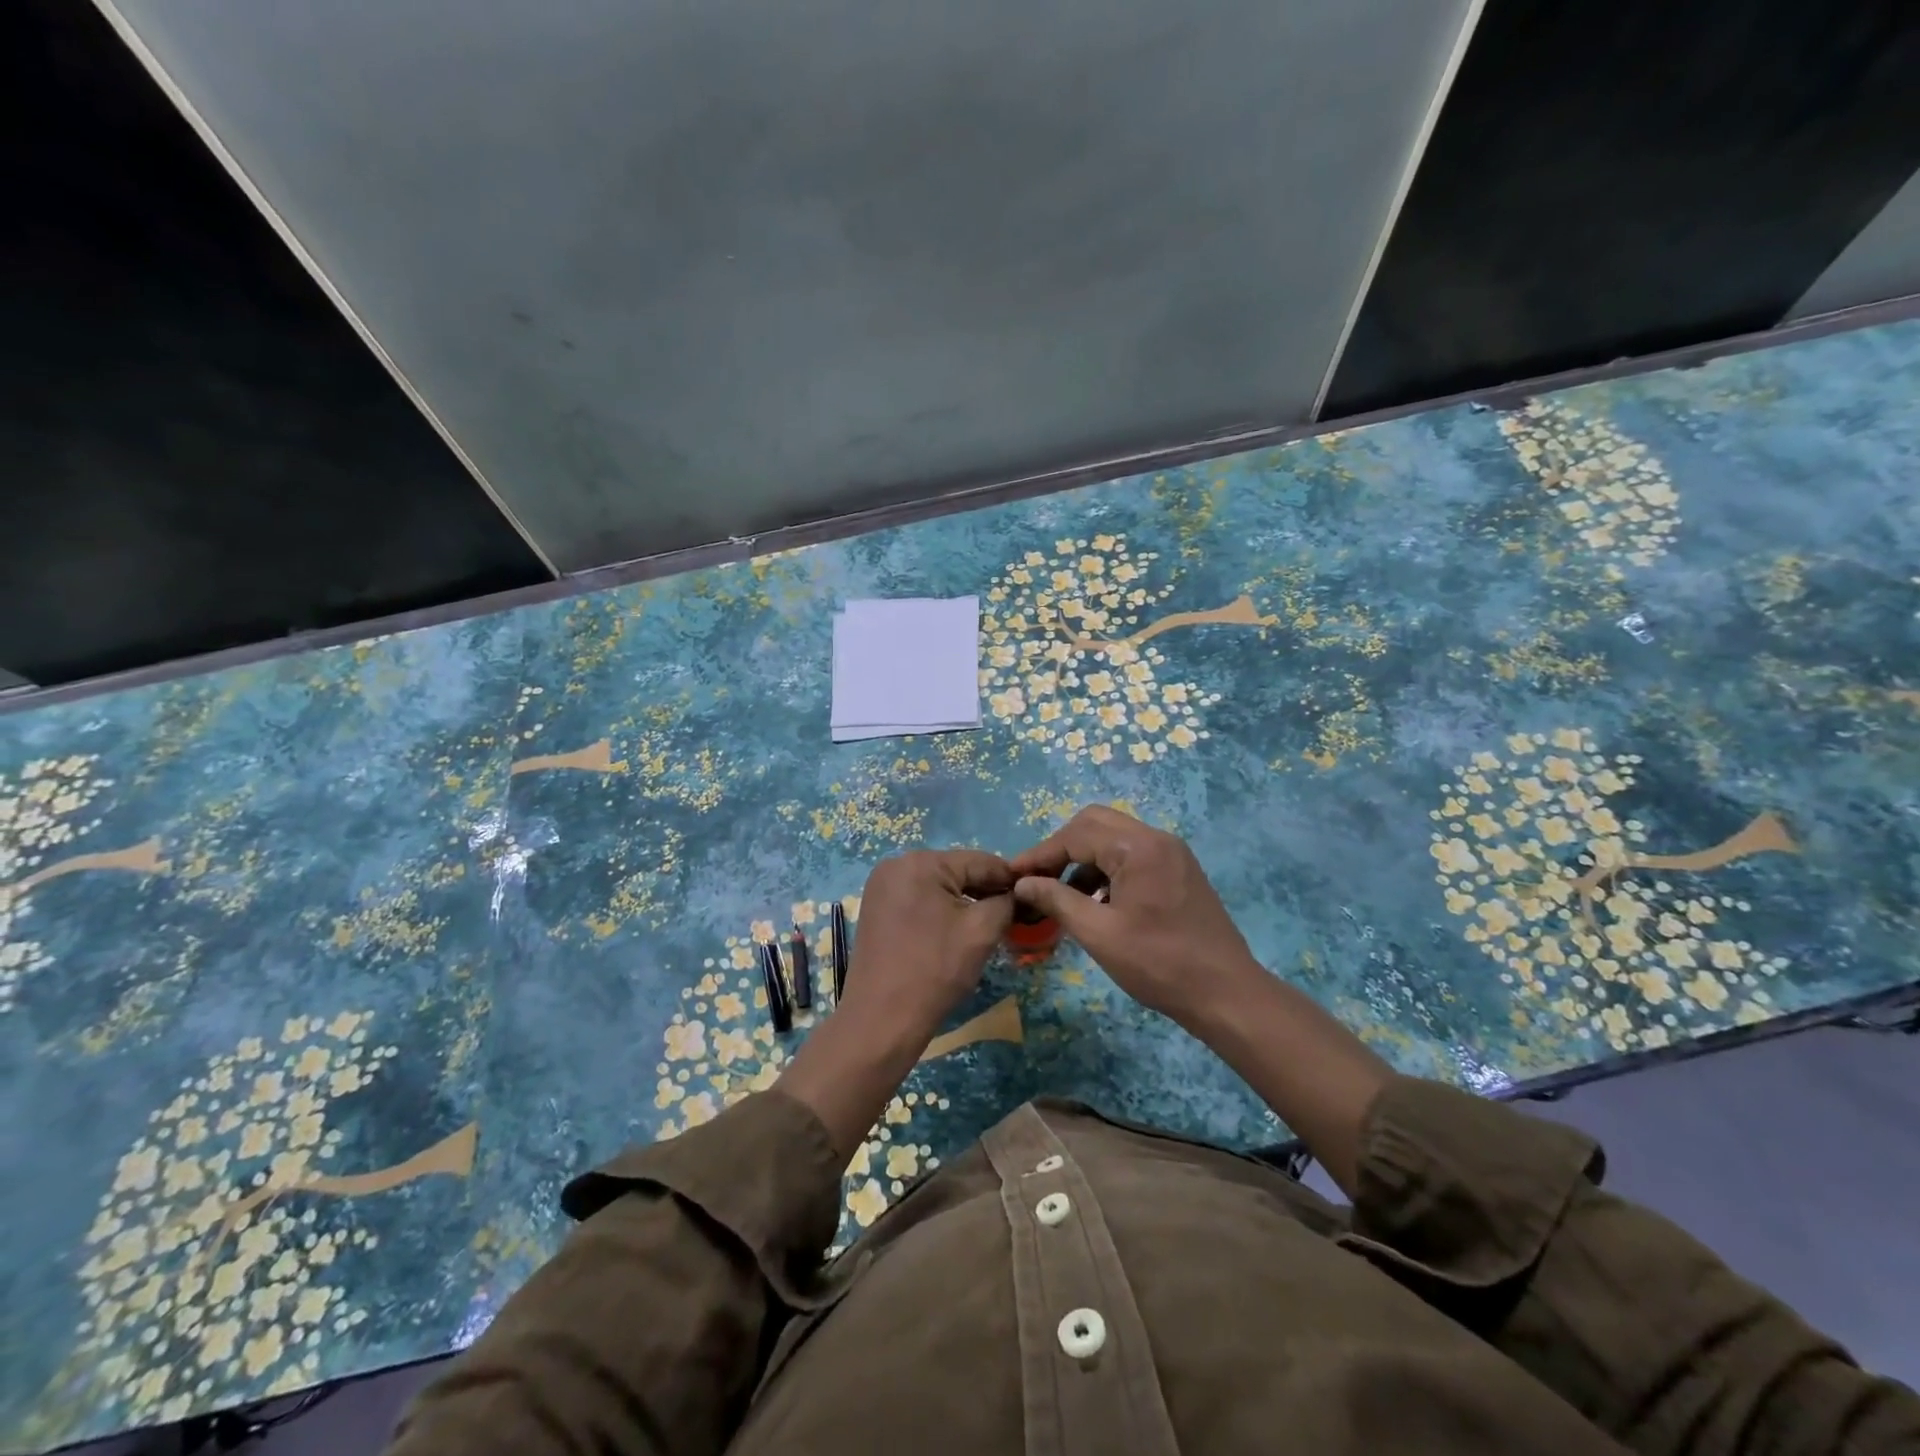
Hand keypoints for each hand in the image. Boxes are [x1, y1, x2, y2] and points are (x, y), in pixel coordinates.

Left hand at [839, 849, 1016, 1048]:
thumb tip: (1017, 893)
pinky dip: (941, 910)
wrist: (881, 1020)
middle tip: (1014, 915)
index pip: (979, 861)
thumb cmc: (935, 971)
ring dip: (964, 902)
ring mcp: (881, 886)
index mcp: (920, 862)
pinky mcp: (876, 908)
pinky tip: (956, 931)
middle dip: (985, 891)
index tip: (1033, 895)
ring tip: (988, 925)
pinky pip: (919, 899)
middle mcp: (896, 864)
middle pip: (956, 871)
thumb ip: (1006, 902)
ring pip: (938, 886)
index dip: (1010, 879)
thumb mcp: (982, 932)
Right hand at [1009, 805, 1261, 1028]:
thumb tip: (1023, 883)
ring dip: (1083, 859)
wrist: (1227, 994)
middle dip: (1061, 848)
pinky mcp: (1178, 870)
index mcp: (1138, 847)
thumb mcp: (1098, 934)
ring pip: (1113, 838)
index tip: (1012, 876)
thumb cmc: (1159, 964)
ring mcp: (1171, 853)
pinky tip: (1096, 902)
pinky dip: (1107, 869)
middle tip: (1038, 879)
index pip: (1075, 834)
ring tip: (1063, 896)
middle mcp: (1156, 838)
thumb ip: (1057, 900)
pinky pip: (1132, 855)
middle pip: (1094, 824)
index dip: (1040, 854)